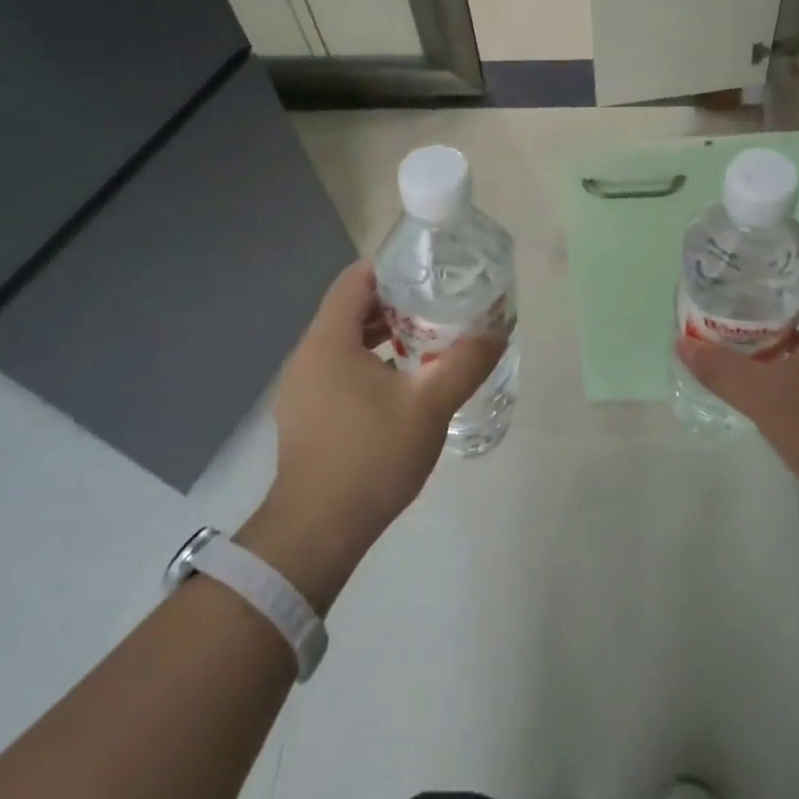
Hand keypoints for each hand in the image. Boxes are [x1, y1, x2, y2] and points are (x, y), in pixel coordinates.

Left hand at [243, 261, 506, 608]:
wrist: (318, 530)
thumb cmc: (371, 456)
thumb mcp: (429, 405)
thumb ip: (466, 363)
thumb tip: (497, 330)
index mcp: (329, 341)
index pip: (354, 280)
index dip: (391, 268)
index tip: (428, 272)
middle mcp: (307, 356)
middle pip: (349, 310)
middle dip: (393, 304)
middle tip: (437, 307)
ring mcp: (301, 388)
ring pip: (343, 343)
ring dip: (381, 337)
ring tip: (425, 343)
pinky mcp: (304, 415)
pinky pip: (337, 370)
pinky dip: (367, 364)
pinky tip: (399, 387)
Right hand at [674, 234, 798, 507]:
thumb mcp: (768, 400)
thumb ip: (722, 370)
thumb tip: (682, 344)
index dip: (790, 240)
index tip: (751, 243)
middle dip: (774, 276)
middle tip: (732, 280)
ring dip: (780, 312)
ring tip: (737, 315)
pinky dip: (790, 342)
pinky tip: (761, 361)